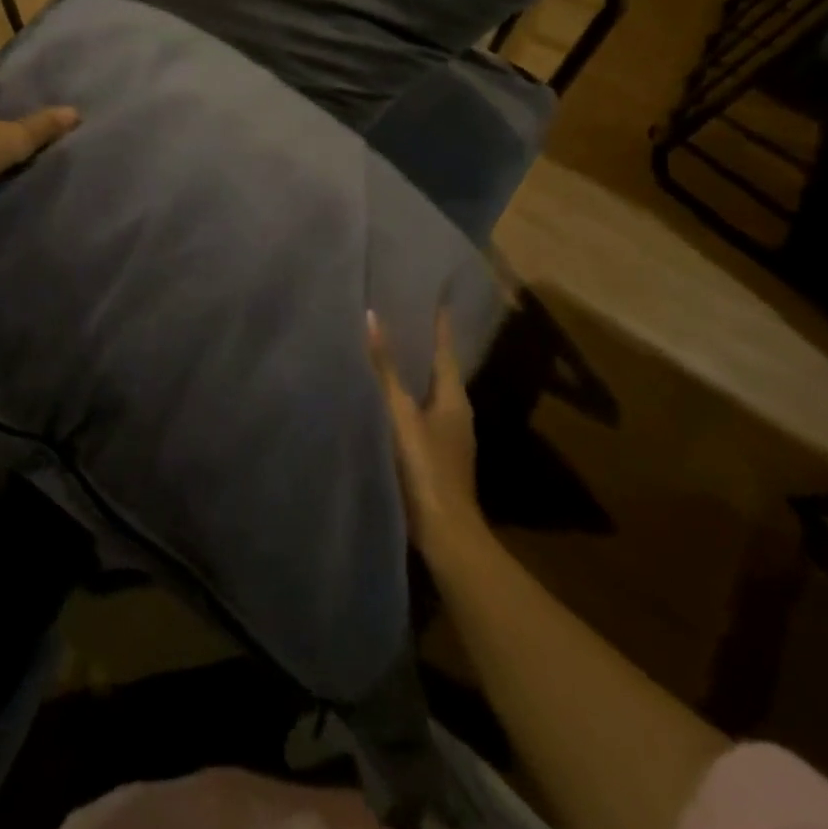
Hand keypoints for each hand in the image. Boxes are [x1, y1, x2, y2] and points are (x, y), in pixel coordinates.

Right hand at [367, 308, 486, 559]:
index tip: (431, 295)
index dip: (438, 323)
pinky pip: (418, 413)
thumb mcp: (401, 413)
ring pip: (427, 392)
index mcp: (453, 397)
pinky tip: (383, 398)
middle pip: (438, 369)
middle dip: (421, 345)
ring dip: (411, 372)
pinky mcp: (433, 454)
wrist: (444, 532)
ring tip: (385, 350)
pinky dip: (404, 398)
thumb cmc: (426, 467)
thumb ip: (385, 370)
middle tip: (397, 315)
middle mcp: (455, 412)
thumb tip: (372, 317)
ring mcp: (447, 436)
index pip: (445, 349)